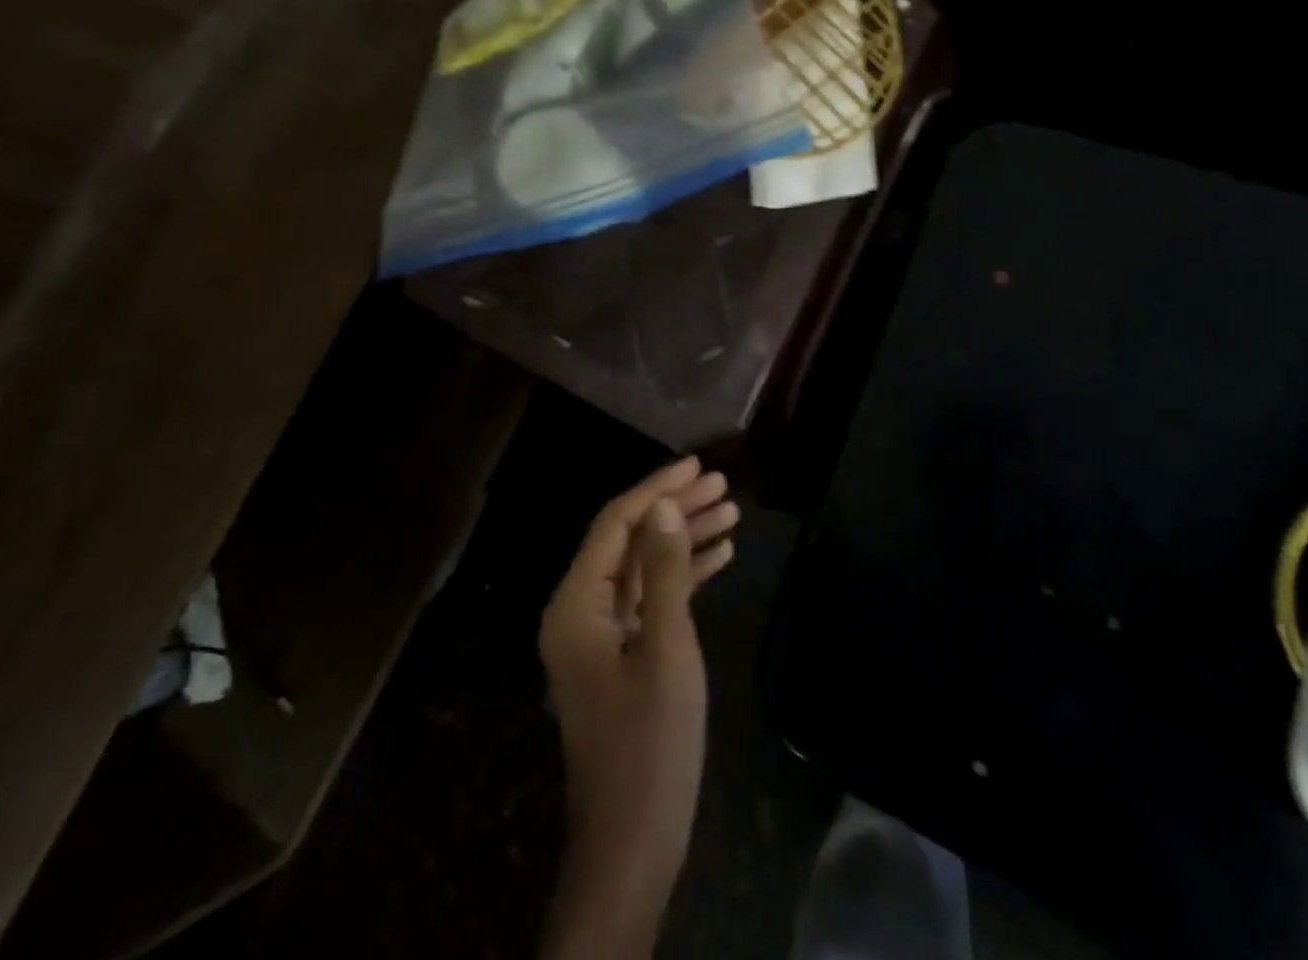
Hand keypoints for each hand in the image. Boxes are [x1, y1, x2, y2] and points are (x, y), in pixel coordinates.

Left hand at [538, 458, 738, 959]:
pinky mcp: (622, 655)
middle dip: (676, 510)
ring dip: (684, 539)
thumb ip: (664, 573)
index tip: (698, 465)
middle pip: (630, 541)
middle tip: (724, 485)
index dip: (657, 490)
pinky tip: (720, 556)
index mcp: (576, 604)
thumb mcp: (666, 650)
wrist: (634, 841)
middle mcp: (580, 610)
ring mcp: (601, 635)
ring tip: (732, 512)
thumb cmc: (650, 743)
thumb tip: (664, 508)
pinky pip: (651, 599)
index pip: (615, 525)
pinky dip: (683, 576)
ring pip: (644, 567)